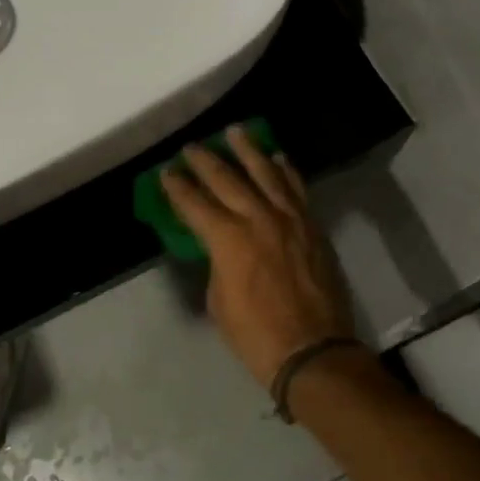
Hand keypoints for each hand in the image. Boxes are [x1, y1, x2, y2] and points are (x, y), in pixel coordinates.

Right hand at [161, 127, 358, 388]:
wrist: (312, 350)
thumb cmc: (255, 334)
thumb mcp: (218, 300)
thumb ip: (216, 262)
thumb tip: (219, 245)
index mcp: (228, 239)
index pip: (195, 204)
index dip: (177, 187)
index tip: (166, 172)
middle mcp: (258, 218)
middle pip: (227, 179)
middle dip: (206, 161)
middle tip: (192, 146)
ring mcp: (290, 219)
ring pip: (267, 173)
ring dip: (249, 150)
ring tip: (236, 131)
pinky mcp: (312, 226)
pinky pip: (297, 189)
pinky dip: (286, 170)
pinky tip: (278, 158)